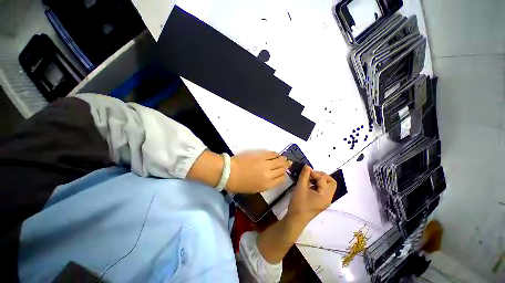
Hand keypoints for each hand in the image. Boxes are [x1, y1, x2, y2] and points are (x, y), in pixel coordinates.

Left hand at [226, 150, 291, 192]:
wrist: (229, 173)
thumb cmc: (239, 184)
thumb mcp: (254, 189)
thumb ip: (265, 184)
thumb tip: (271, 177)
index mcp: (267, 185)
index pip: (281, 179)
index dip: (284, 175)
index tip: (284, 172)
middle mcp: (269, 174)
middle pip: (282, 169)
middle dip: (286, 165)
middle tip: (289, 162)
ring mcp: (266, 164)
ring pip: (279, 160)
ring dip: (283, 159)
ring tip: (284, 158)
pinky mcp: (261, 155)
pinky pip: (272, 154)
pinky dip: (276, 154)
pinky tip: (277, 153)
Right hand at [287, 165, 336, 223]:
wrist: (296, 219)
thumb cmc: (299, 203)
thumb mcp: (300, 187)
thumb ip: (304, 175)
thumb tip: (307, 166)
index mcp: (325, 195)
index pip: (323, 179)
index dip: (314, 172)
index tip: (305, 169)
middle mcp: (328, 198)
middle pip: (331, 182)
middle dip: (321, 176)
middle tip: (311, 174)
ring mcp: (325, 200)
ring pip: (327, 186)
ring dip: (319, 180)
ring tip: (308, 178)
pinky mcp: (320, 202)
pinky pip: (322, 190)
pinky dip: (317, 185)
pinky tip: (308, 184)